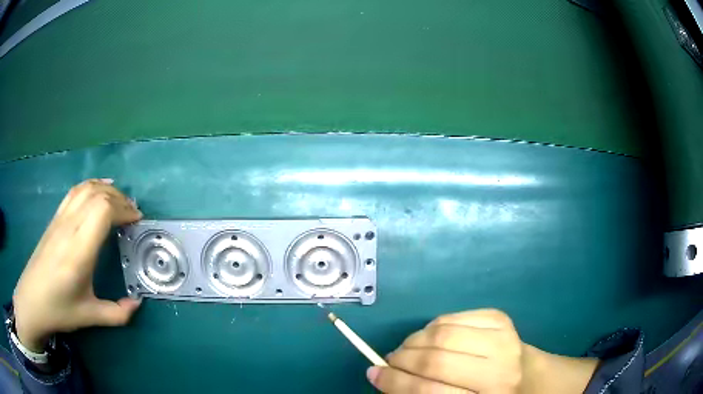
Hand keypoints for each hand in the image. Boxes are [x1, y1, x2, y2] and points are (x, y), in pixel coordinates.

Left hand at [13, 179, 142, 351]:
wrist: (31, 300)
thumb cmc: (59, 309)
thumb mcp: (90, 317)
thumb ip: (117, 313)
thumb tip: (137, 303)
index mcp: (78, 251)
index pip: (103, 211)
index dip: (123, 210)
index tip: (137, 221)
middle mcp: (69, 228)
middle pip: (97, 194)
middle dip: (120, 199)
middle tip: (133, 214)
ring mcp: (60, 220)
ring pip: (85, 188)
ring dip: (106, 189)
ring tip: (120, 201)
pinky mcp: (55, 219)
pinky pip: (74, 192)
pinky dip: (90, 186)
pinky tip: (98, 191)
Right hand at [367, 309, 597, 393]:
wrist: (529, 378)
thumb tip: (383, 374)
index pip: (430, 391)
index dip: (396, 383)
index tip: (373, 374)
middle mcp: (499, 368)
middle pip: (435, 360)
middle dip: (402, 360)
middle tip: (390, 361)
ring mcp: (502, 337)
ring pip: (441, 333)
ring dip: (413, 341)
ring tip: (408, 349)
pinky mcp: (499, 318)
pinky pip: (452, 317)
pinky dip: (430, 327)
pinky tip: (430, 339)